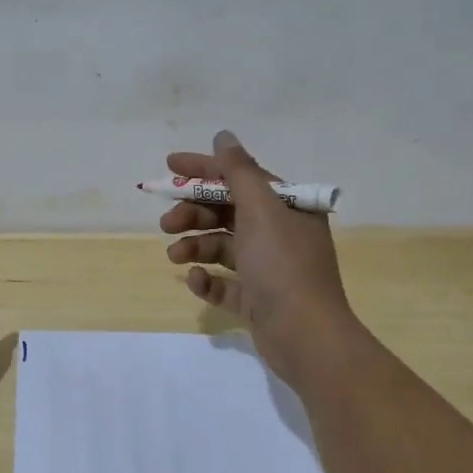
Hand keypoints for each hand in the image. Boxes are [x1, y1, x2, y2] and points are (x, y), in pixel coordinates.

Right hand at [160, 130, 358, 386]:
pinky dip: (207, 279)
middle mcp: (279, 234)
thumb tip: (224, 136)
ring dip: (195, 245)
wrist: (305, 336)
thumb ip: (238, 171)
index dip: (204, 169)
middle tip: (167, 223)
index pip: (240, 177)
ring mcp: (267, 269)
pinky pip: (224, 283)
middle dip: (194, 213)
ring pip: (222, 247)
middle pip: (227, 212)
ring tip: (174, 255)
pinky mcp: (257, 300)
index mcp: (286, 208)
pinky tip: (195, 279)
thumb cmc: (282, 265)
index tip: (169, 166)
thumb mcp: (260, 210)